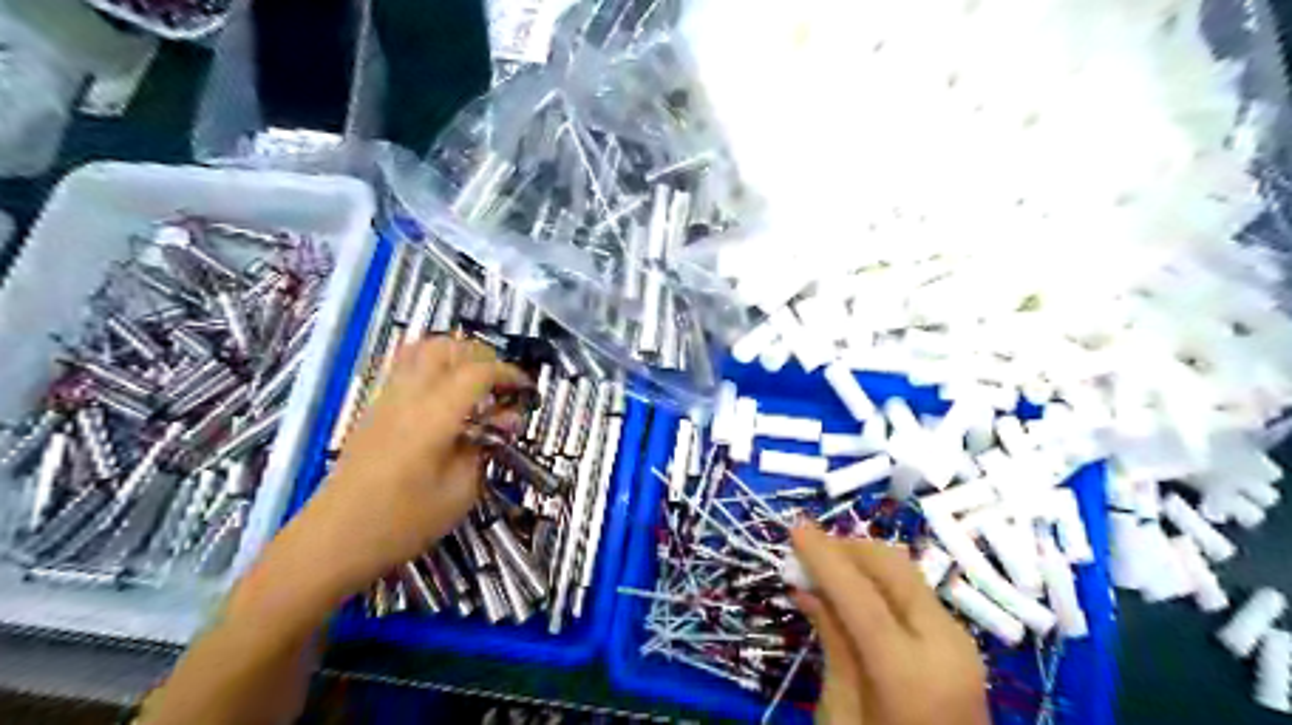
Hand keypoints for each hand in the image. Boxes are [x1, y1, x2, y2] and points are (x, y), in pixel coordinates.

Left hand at [286, 337, 528, 594]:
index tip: (527, 389)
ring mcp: (386, 399)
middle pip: (448, 347)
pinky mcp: (373, 409)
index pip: (479, 371)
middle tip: (502, 385)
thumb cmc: (401, 523)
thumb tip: (506, 421)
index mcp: (434, 415)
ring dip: (456, 355)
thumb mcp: (459, 492)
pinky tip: (445, 396)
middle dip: (484, 357)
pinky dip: (433, 366)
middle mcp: (409, 396)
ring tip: (475, 382)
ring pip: (423, 349)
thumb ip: (485, 448)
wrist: (332, 541)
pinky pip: (406, 367)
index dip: (509, 374)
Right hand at [788, 526, 991, 724]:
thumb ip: (832, 643)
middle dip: (847, 549)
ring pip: (906, 574)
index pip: (862, 597)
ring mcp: (960, 641)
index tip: (794, 527)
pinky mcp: (961, 643)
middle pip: (893, 570)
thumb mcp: (842, 714)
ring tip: (825, 566)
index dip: (825, 559)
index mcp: (910, 674)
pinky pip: (915, 593)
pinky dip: (880, 580)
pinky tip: (853, 590)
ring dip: (863, 560)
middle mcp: (945, 645)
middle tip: (807, 549)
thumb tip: (807, 588)